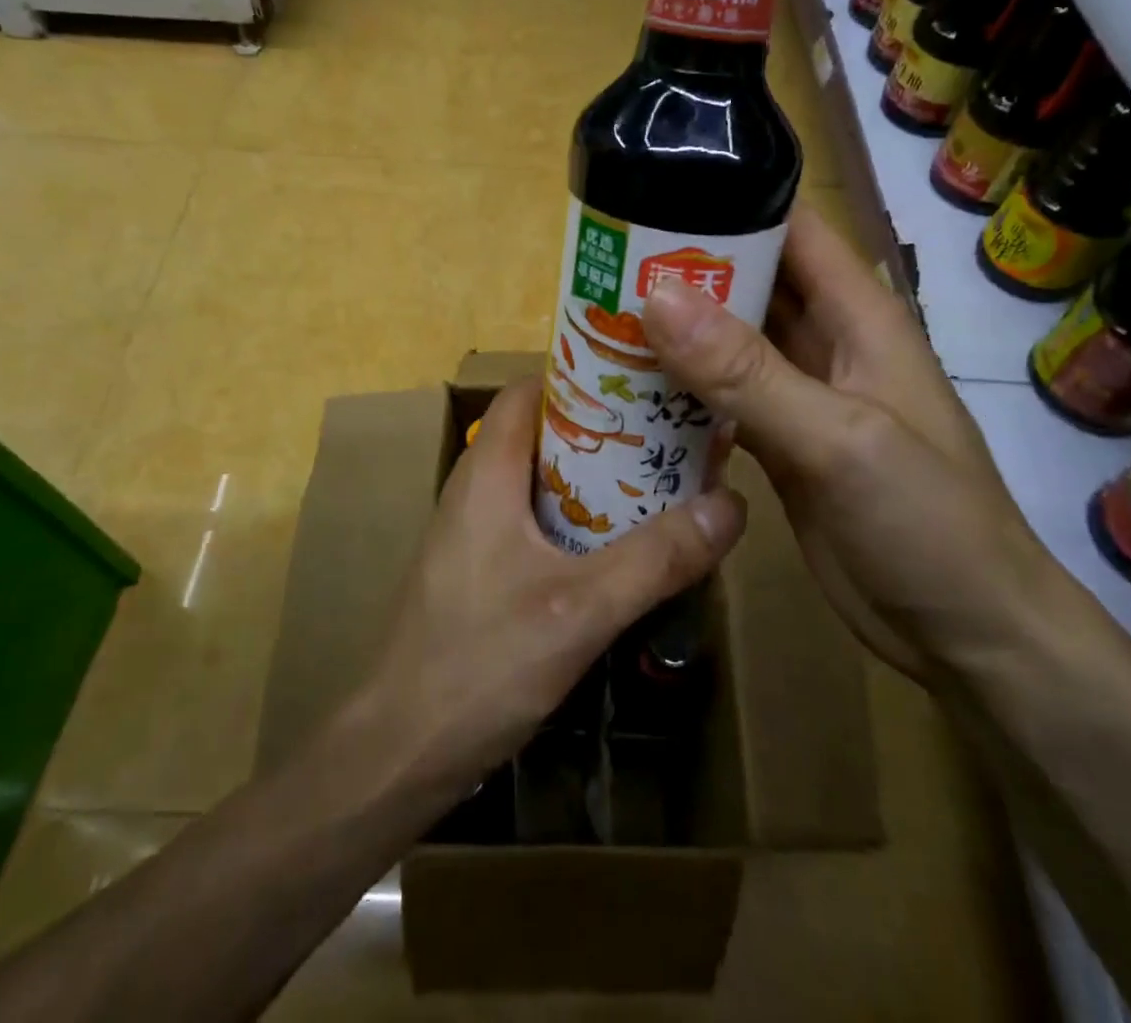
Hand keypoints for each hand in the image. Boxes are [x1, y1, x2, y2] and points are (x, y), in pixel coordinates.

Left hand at [365, 377, 746, 789]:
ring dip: (599, 479)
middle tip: (673, 434)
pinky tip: (625, 547)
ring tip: (663, 482)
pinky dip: (581, 519)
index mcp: (488, 472)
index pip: (532, 389)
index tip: (648, 380)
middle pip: (545, 431)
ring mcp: (476, 532)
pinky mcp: (481, 570)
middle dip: (608, 429)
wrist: (398, 753)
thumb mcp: (580, 609)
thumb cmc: (479, 665)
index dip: (586, 376)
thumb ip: (657, 558)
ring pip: (544, 480)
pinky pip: (537, 522)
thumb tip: (732, 505)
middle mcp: (477, 488)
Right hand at [641, 205, 1063, 681]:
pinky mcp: (779, 444)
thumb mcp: (837, 437)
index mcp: (858, 315)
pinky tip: (627, 389)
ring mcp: (800, 396)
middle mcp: (826, 344)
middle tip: (603, 263)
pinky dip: (681, 389)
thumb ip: (747, 371)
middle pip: (749, 283)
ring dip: (675, 331)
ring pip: (729, 343)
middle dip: (685, 270)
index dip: (731, 203)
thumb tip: (656, 296)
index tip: (652, 192)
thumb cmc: (926, 522)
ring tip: (598, 316)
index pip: (792, 230)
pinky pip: (721, 399)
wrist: (965, 635)